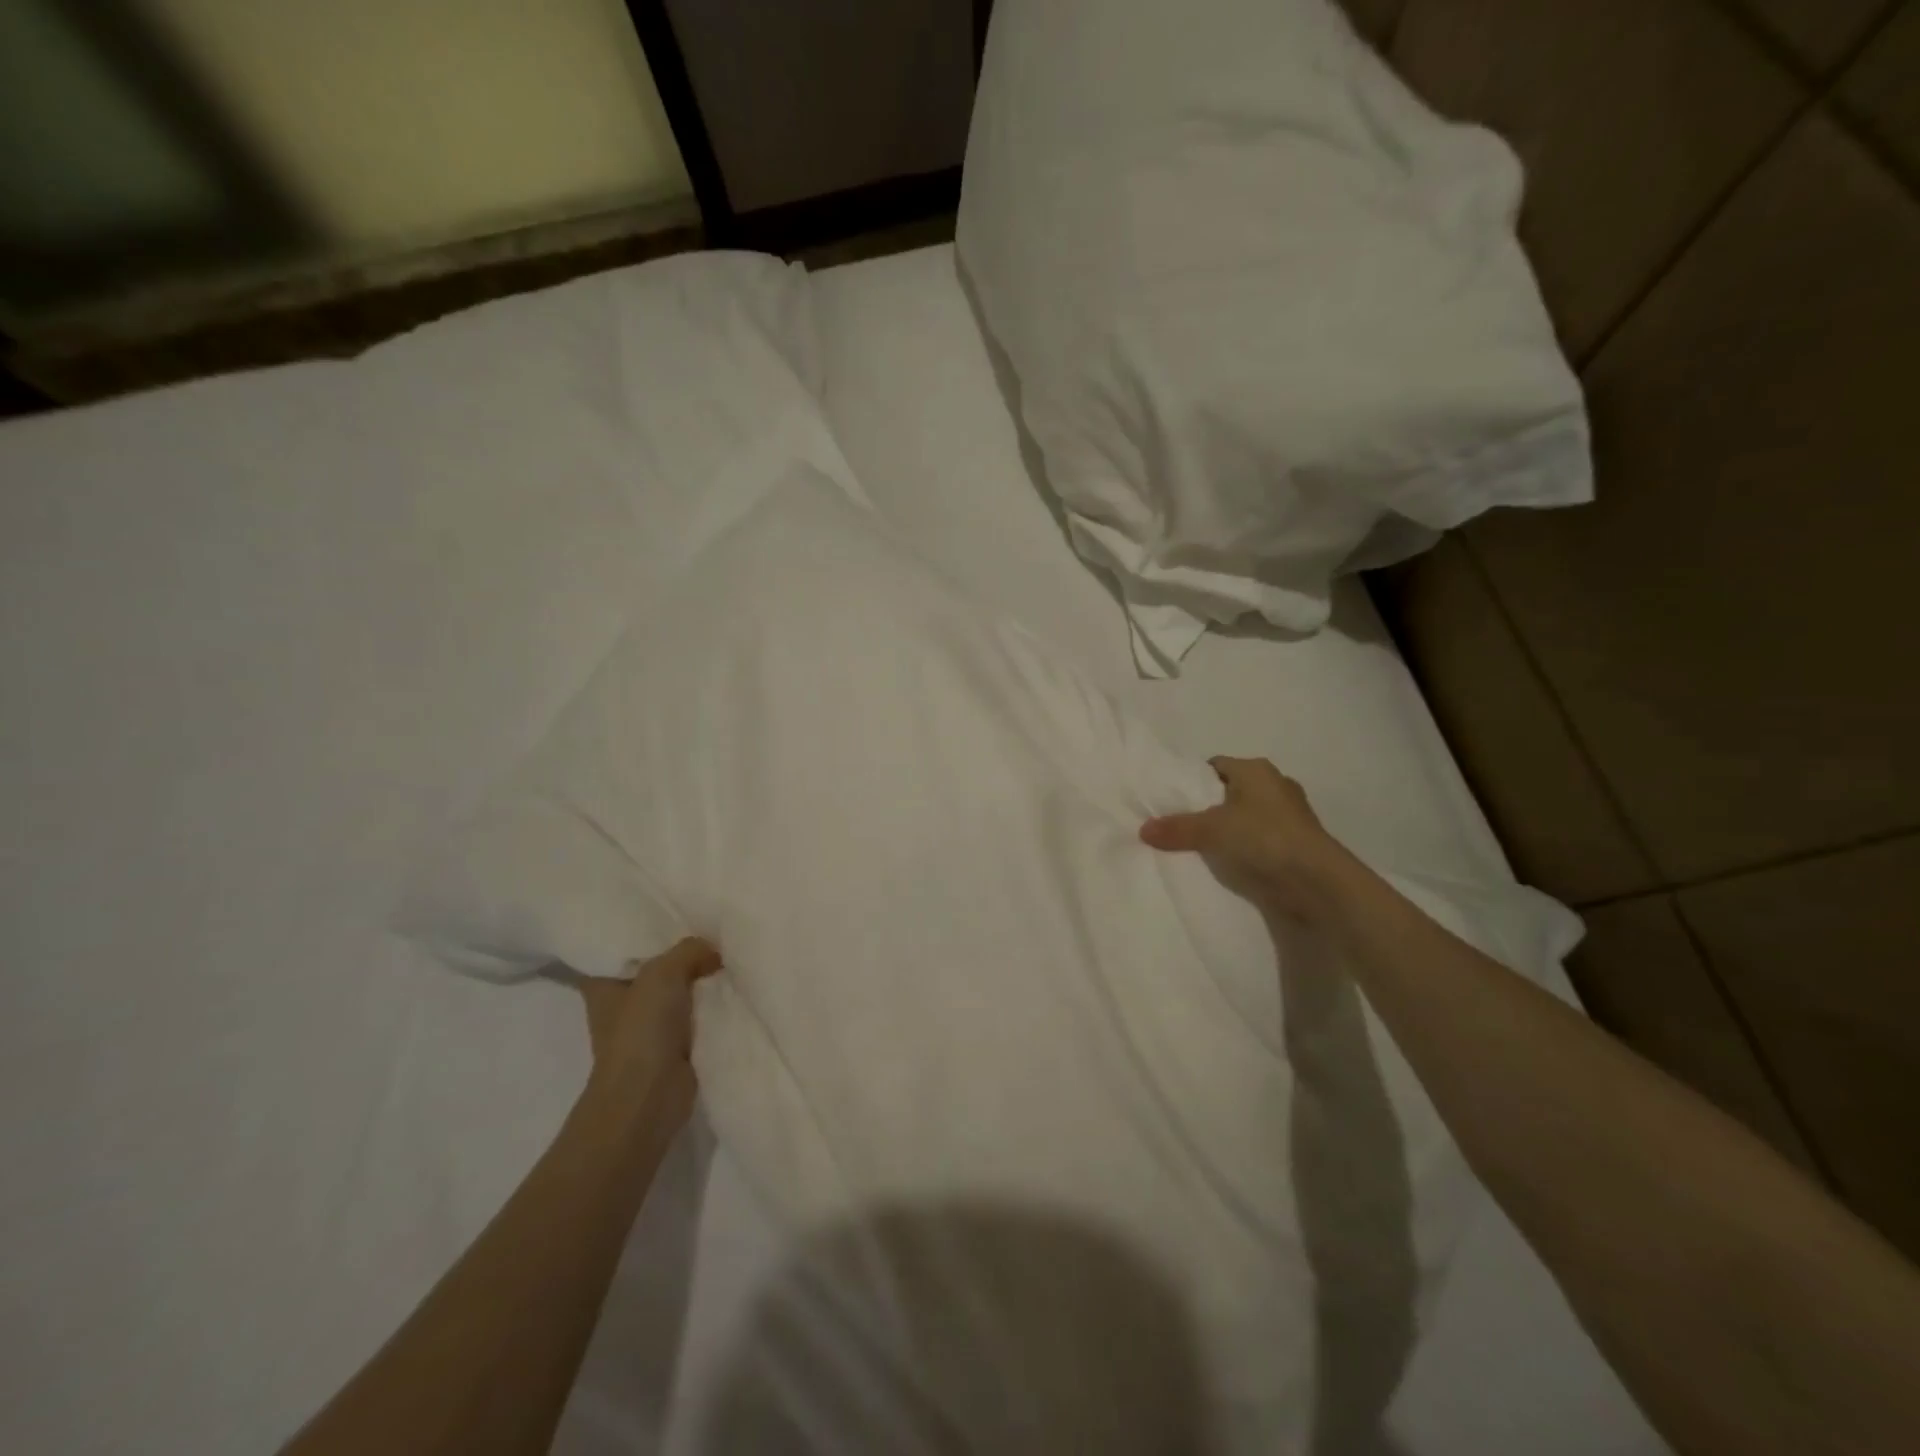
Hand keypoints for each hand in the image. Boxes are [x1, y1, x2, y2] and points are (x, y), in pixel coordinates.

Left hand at [573, 938, 721, 1125]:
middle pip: (656, 966)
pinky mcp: (674, 1046)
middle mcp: (622, 1003)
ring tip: (731, 952)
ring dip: (701, 980)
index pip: (618, 948)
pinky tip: (735, 986)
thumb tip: (714, 952)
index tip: (673, 911)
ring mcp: (648, 1027)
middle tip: (713, 927)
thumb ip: (690, 950)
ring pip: (680, 990)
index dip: (643, 929)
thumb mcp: (663, 972)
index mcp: (603, 985)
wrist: (649, 1097)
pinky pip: (697, 1014)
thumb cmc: (641, 1030)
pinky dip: (712, 1005)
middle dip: (682, 952)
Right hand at [1140, 757, 1346, 917]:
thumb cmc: (1264, 838)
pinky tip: (1224, 864)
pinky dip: (1242, 849)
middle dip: (1207, 807)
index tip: (1171, 800)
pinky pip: (1258, 840)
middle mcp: (1275, 786)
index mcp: (1256, 770)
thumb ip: (1177, 828)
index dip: (1192, 780)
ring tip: (1197, 847)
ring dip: (1227, 830)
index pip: (1216, 766)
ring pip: (1245, 817)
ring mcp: (1289, 816)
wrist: (1317, 883)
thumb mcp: (1211, 830)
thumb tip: (1143, 829)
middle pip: (1230, 792)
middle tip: (1178, 824)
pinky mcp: (1295, 844)